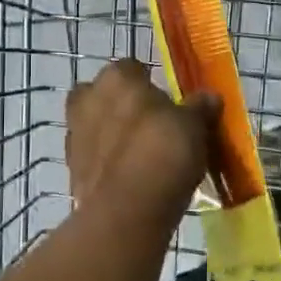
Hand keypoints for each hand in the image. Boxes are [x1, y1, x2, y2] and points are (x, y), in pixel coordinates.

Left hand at [66, 59, 219, 213]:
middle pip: (106, 95)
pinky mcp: (71, 170)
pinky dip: (107, 164)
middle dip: (123, 107)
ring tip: (142, 158)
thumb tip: (209, 97)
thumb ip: (199, 108)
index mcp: (116, 77)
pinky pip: (93, 158)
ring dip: (112, 136)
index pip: (133, 69)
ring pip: (96, 126)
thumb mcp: (194, 127)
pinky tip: (129, 179)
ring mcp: (74, 135)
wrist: (126, 211)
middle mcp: (88, 98)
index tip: (167, 104)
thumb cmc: (163, 153)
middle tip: (152, 128)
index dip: (150, 85)